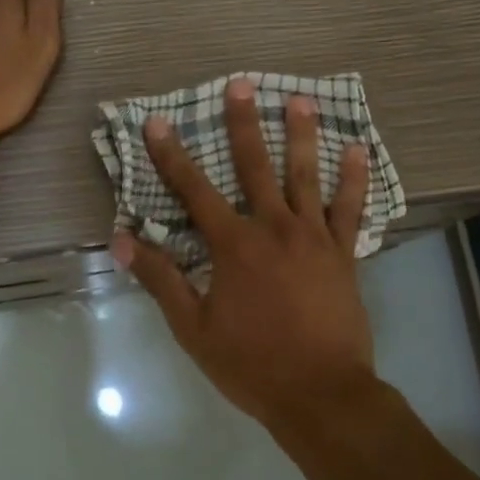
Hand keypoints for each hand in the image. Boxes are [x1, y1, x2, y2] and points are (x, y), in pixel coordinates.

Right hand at [113, 78, 378, 429]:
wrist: (320, 394)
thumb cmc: (251, 363)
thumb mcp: (193, 328)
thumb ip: (160, 279)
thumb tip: (121, 239)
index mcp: (233, 246)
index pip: (194, 191)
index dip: (172, 155)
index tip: (159, 121)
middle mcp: (273, 229)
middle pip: (255, 167)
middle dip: (244, 124)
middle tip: (241, 84)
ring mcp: (313, 238)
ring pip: (307, 176)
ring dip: (303, 135)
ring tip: (301, 99)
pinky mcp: (343, 253)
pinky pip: (350, 209)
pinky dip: (355, 179)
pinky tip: (359, 150)